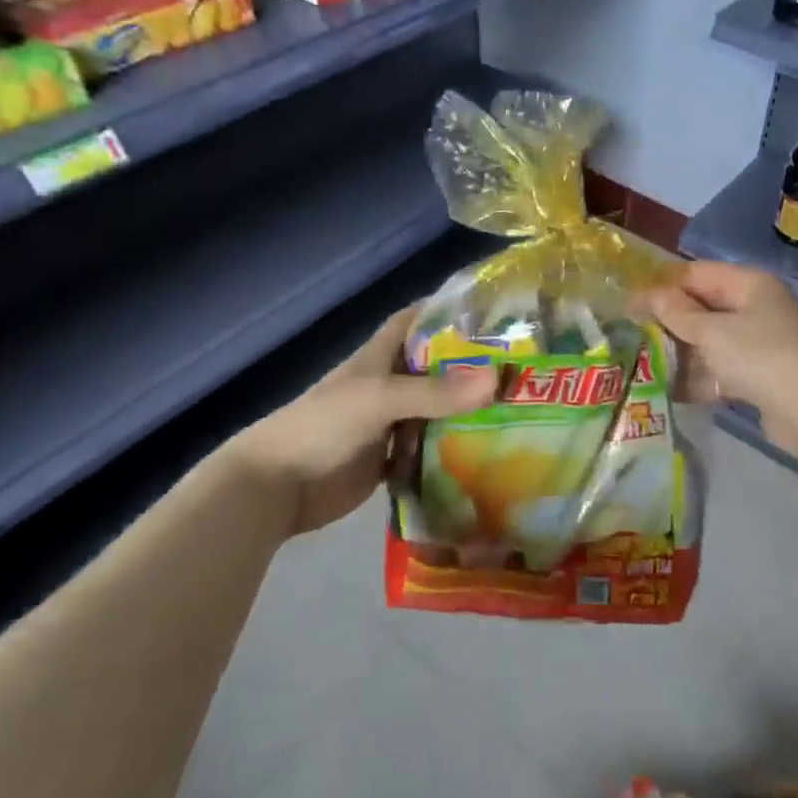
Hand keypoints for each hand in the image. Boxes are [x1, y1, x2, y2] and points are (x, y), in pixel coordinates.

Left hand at [238, 305, 496, 536]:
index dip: (444, 310)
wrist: (278, 487)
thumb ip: (435, 392)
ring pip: (435, 411)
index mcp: (379, 359)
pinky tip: (486, 453)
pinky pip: (428, 450)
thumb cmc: (324, 426)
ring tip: (516, 408)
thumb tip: (497, 379)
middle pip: (434, 368)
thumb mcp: (380, 399)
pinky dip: (451, 451)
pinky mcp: (390, 460)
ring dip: (466, 411)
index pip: (414, 321)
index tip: (489, 311)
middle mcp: (388, 386)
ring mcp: (389, 424)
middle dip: (470, 366)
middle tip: (520, 367)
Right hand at [643, 262, 797, 464]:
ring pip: (711, 342)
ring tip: (642, 361)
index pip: (698, 273)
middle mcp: (757, 308)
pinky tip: (669, 389)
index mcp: (750, 284)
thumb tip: (650, 295)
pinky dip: (700, 377)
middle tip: (632, 332)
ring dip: (681, 352)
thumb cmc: (758, 356)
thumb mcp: (711, 331)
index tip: (630, 300)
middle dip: (670, 321)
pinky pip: (722, 370)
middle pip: (704, 308)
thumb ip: (677, 313)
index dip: (663, 285)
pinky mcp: (760, 376)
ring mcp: (760, 343)